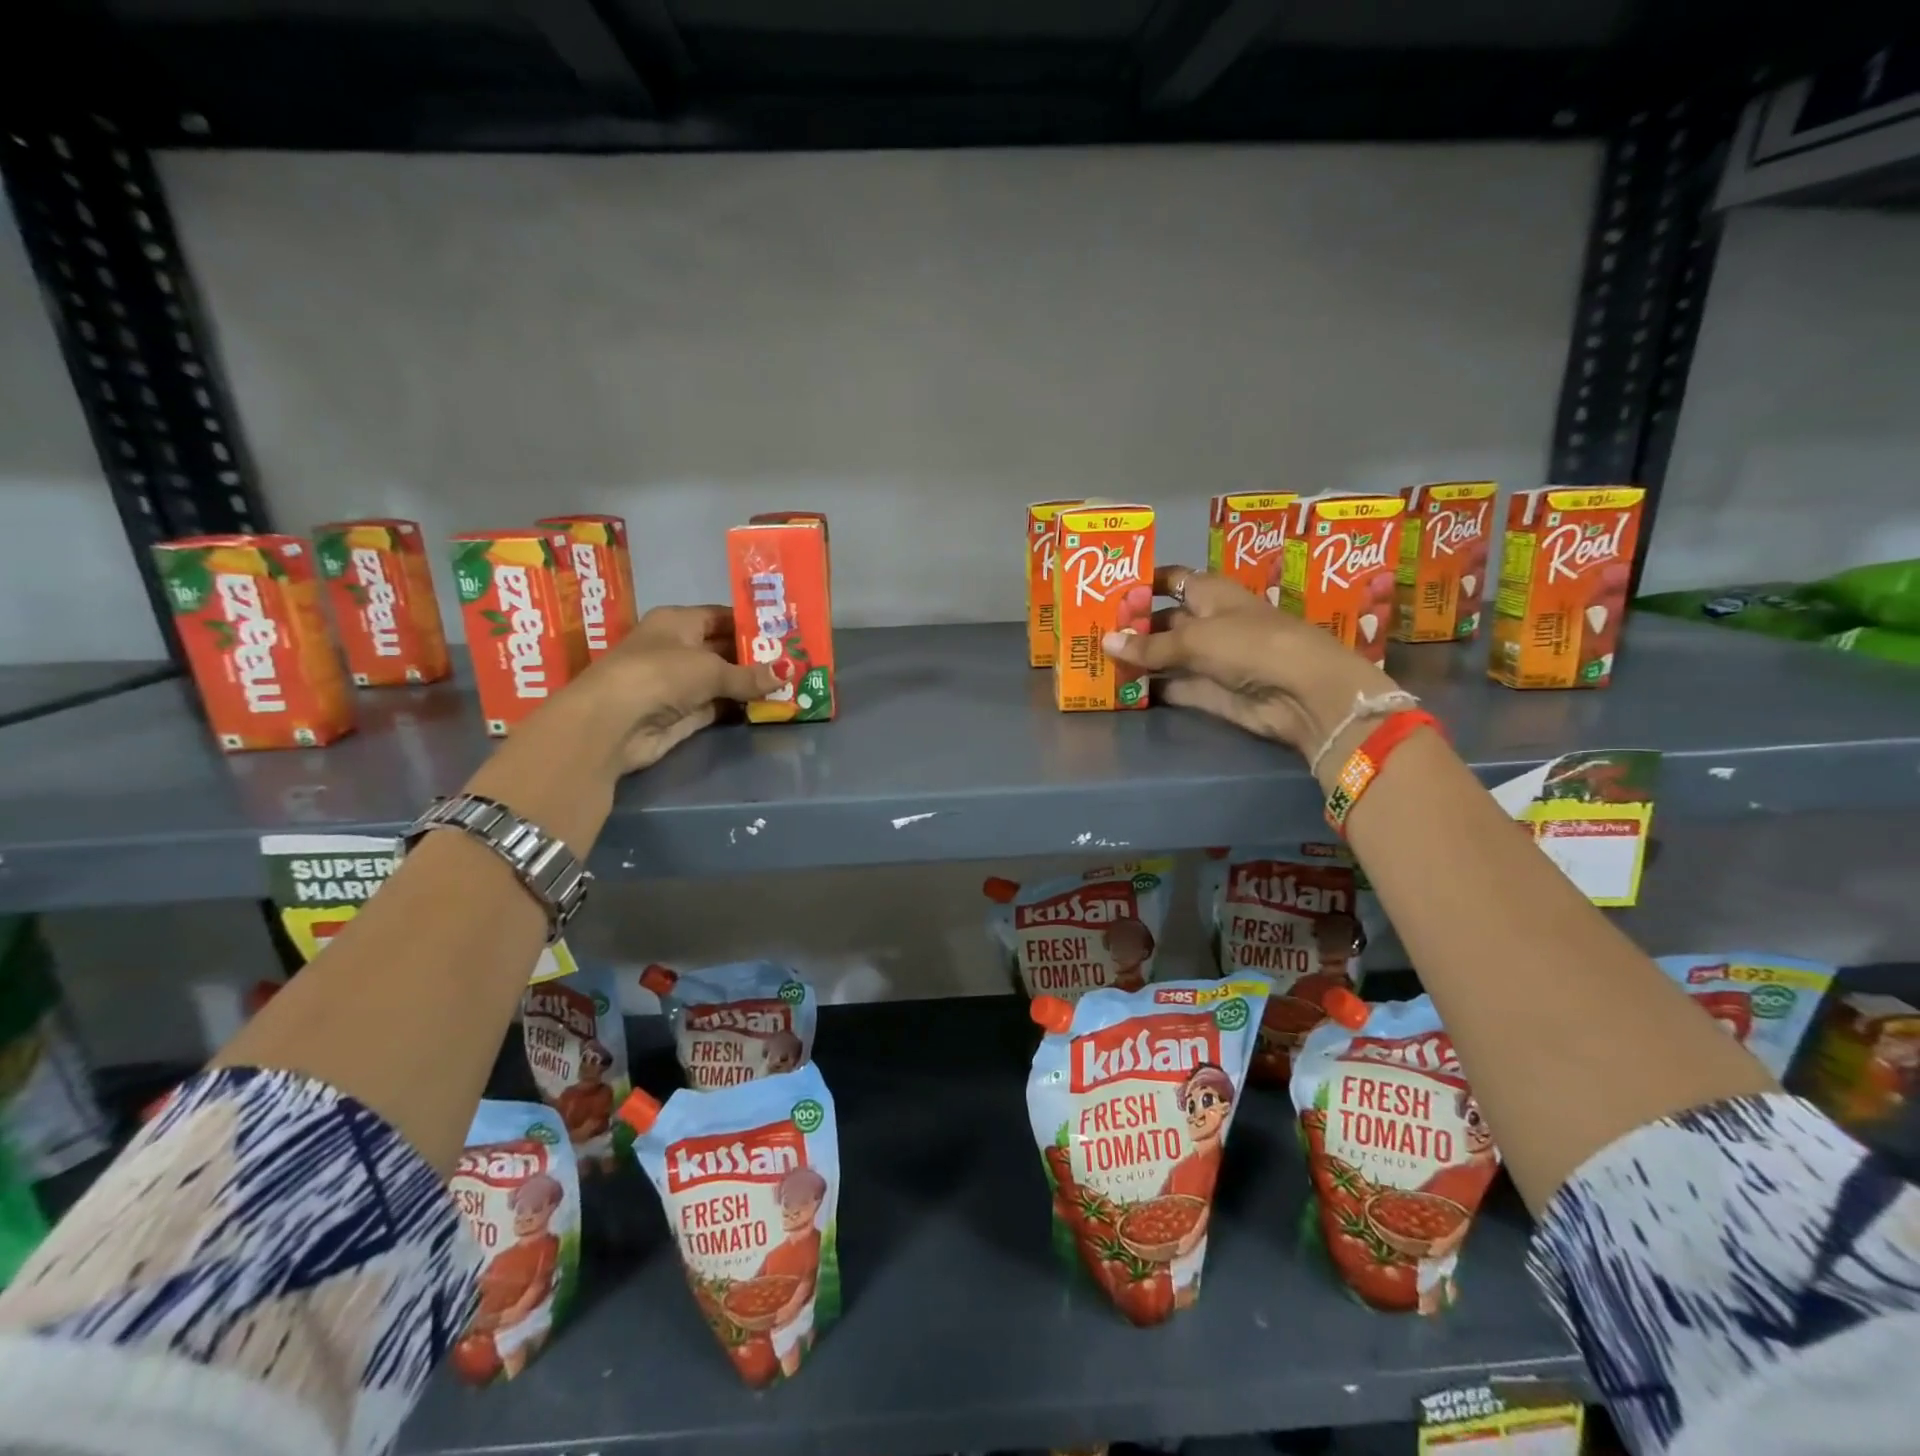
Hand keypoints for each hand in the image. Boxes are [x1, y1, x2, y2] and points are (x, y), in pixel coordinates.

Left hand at [462, 605, 775, 850]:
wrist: (613, 724)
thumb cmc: (659, 675)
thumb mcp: (710, 669)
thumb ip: (749, 674)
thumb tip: (788, 673)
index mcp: (678, 622)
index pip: (721, 616)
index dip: (752, 622)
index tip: (785, 629)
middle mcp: (678, 648)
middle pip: (725, 648)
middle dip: (758, 655)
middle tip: (797, 659)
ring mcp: (681, 683)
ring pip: (725, 679)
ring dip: (753, 683)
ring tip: (793, 682)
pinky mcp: (684, 714)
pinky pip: (720, 705)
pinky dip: (742, 706)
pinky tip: (771, 704)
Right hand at [1100, 567, 1398, 786]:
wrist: (1300, 693)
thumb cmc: (1250, 645)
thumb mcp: (1195, 638)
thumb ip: (1149, 645)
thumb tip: (1107, 642)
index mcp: (1210, 593)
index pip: (1171, 580)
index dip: (1142, 584)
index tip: (1106, 591)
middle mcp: (1207, 621)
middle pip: (1161, 621)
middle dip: (1131, 627)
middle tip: (1089, 633)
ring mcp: (1207, 658)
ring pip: (1163, 656)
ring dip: (1136, 660)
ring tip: (1094, 662)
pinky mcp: (1207, 691)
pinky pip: (1171, 686)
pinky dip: (1149, 688)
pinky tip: (1117, 689)